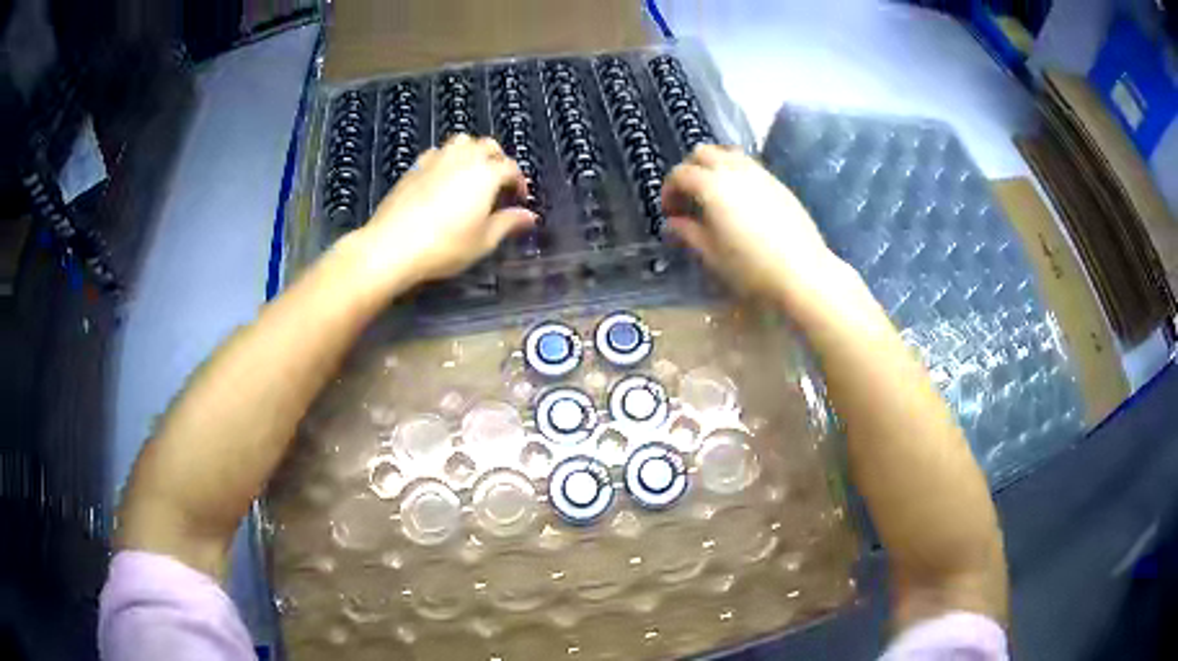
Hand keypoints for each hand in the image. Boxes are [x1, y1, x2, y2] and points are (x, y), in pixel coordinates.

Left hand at [355, 135, 535, 285]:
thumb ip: (508, 223)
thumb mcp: (483, 241)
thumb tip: (529, 216)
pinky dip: (448, 158)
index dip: (519, 182)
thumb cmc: (445, 246)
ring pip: (462, 141)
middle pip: (488, 145)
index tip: (519, 199)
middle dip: (498, 160)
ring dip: (472, 151)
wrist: (393, 245)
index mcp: (486, 173)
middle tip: (498, 183)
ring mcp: (437, 159)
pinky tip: (443, 177)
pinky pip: (438, 152)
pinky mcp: (415, 166)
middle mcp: (464, 158)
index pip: (511, 168)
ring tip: (471, 173)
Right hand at [663, 145, 847, 302]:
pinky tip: (739, 201)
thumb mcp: (711, 254)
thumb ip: (688, 232)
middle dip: (689, 170)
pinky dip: (734, 173)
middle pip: (702, 153)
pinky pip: (748, 165)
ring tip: (713, 195)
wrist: (802, 273)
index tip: (670, 212)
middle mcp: (734, 170)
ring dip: (713, 167)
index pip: (680, 174)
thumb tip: (674, 222)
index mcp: (712, 186)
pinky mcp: (777, 183)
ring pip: (727, 153)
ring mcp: (759, 173)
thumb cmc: (751, 267)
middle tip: (688, 197)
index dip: (669, 190)